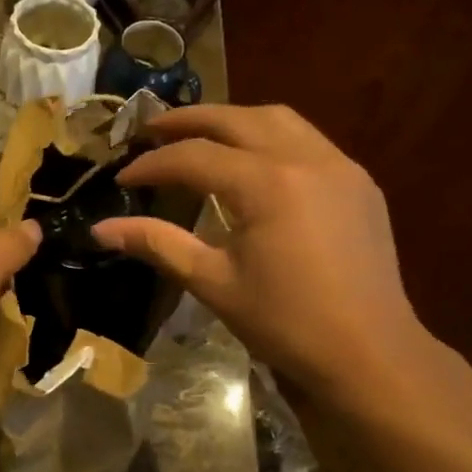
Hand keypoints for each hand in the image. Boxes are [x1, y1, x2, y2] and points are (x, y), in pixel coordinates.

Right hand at [91, 104, 427, 397]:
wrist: (370, 352)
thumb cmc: (285, 322)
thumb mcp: (213, 283)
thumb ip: (158, 244)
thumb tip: (100, 230)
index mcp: (266, 184)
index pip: (194, 157)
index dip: (152, 164)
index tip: (121, 177)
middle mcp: (305, 158)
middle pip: (236, 119)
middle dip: (188, 121)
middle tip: (149, 130)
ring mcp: (339, 166)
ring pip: (278, 119)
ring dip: (232, 119)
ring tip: (199, 135)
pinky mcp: (358, 183)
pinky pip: (307, 140)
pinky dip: (269, 137)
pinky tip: (253, 162)